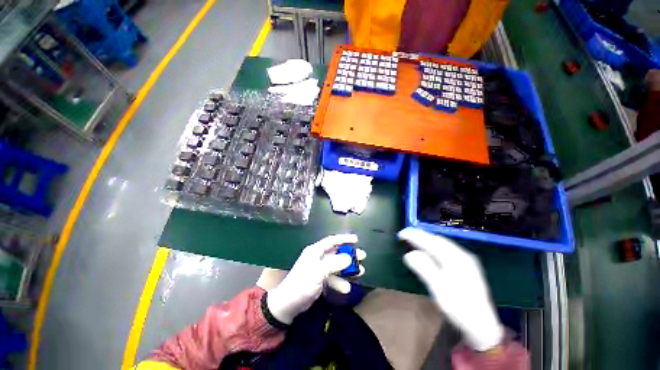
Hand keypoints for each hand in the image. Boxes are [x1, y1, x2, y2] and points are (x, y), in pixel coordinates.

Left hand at [267, 234, 365, 323]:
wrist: (288, 304)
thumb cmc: (302, 284)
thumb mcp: (318, 272)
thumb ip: (334, 264)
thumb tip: (349, 258)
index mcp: (315, 251)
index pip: (332, 241)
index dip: (344, 239)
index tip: (356, 239)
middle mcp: (318, 257)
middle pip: (337, 253)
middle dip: (350, 254)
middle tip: (362, 256)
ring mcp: (319, 269)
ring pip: (337, 265)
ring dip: (348, 269)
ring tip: (361, 271)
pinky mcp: (320, 280)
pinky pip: (333, 277)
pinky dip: (340, 281)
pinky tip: (347, 288)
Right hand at [398, 227, 503, 350]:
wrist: (483, 326)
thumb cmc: (459, 308)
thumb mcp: (439, 290)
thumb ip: (424, 269)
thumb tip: (409, 254)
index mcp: (455, 259)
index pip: (431, 241)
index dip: (415, 235)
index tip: (401, 234)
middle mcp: (462, 254)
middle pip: (437, 239)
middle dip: (420, 235)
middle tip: (405, 235)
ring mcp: (466, 259)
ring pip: (442, 243)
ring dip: (427, 239)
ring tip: (414, 239)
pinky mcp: (467, 265)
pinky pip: (446, 249)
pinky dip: (434, 246)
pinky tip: (429, 249)